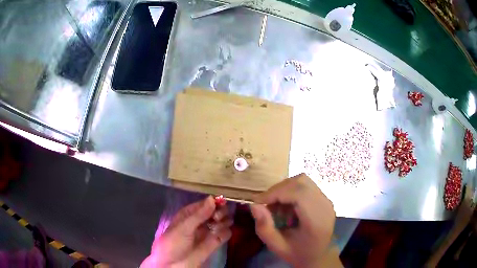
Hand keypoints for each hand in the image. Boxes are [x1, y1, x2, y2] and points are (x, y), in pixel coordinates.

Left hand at [141, 196, 232, 266]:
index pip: (204, 204)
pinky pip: (224, 234)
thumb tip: (212, 198)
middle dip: (219, 212)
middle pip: (215, 211)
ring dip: (224, 221)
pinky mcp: (214, 244)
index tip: (222, 201)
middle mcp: (199, 222)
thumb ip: (199, 214)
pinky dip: (226, 232)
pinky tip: (223, 233)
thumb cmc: (173, 243)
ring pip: (221, 222)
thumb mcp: (184, 227)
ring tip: (219, 226)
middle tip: (217, 218)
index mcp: (189, 215)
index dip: (213, 201)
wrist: (173, 265)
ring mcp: (207, 233)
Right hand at [251, 173, 335, 267]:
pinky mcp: (324, 198)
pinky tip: (286, 206)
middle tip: (265, 204)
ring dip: (284, 189)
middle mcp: (325, 206)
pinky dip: (291, 191)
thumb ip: (265, 228)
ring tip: (276, 206)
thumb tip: (254, 205)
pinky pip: (305, 185)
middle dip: (278, 190)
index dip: (276, 193)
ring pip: (303, 181)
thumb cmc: (298, 253)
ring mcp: (326, 200)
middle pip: (301, 183)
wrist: (319, 255)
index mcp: (316, 221)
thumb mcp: (277, 246)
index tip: (258, 202)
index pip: (299, 194)